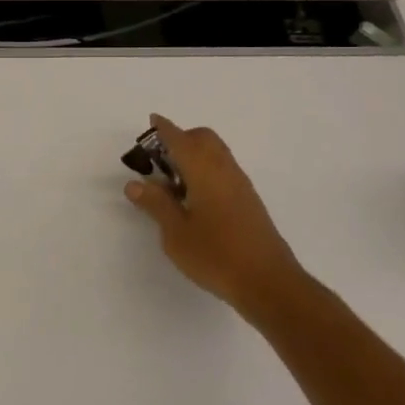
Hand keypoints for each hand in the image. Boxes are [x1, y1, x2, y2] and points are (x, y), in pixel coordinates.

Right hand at [124, 114, 303, 312]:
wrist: (269, 284)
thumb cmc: (216, 256)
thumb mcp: (175, 233)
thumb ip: (156, 204)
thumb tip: (135, 184)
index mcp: (204, 171)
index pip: (180, 140)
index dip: (164, 129)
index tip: (153, 121)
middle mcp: (225, 171)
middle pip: (204, 138)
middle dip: (181, 138)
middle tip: (158, 159)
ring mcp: (241, 186)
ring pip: (216, 154)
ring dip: (194, 155)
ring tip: (172, 182)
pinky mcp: (249, 202)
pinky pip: (224, 171)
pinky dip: (206, 170)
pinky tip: (194, 199)